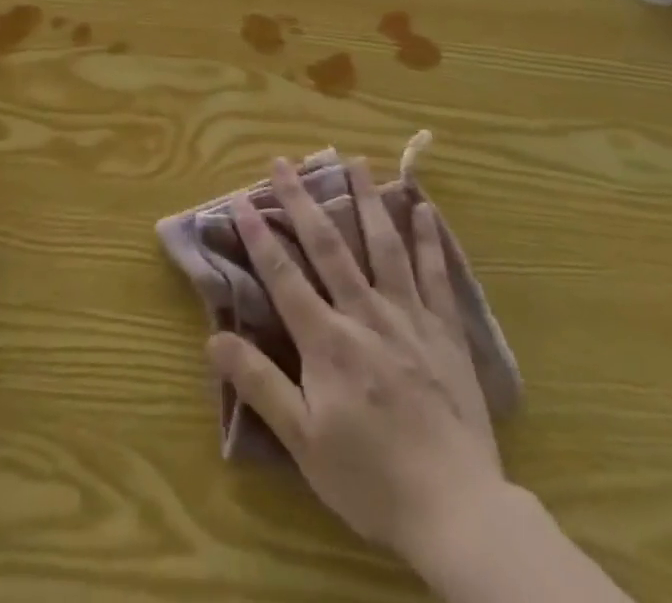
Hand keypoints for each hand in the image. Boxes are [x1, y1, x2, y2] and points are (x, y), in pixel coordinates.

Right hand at [207, 156, 507, 568]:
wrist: (457, 510)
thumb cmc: (371, 479)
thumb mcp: (303, 442)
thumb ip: (260, 384)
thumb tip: (214, 338)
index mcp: (328, 340)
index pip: (283, 274)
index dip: (258, 234)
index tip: (241, 197)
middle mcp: (365, 313)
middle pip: (329, 245)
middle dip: (303, 200)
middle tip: (285, 161)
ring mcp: (409, 317)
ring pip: (384, 245)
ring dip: (366, 200)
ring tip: (355, 162)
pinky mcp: (445, 331)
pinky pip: (435, 275)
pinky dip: (428, 239)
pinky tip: (422, 208)